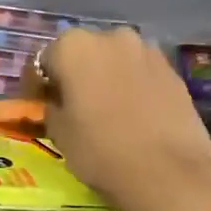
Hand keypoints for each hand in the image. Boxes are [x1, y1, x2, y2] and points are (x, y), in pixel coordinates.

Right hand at [30, 29, 210, 210]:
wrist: (170, 173)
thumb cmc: (101, 150)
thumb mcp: (59, 133)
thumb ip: (52, 108)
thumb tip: (57, 103)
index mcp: (73, 47)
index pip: (43, 62)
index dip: (37, 86)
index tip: (38, 106)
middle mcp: (110, 37)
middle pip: (82, 54)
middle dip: (74, 76)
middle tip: (71, 107)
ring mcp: (146, 51)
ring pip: (114, 61)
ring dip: (104, 79)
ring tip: (104, 111)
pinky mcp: (172, 70)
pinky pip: (139, 74)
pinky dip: (131, 87)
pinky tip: (132, 114)